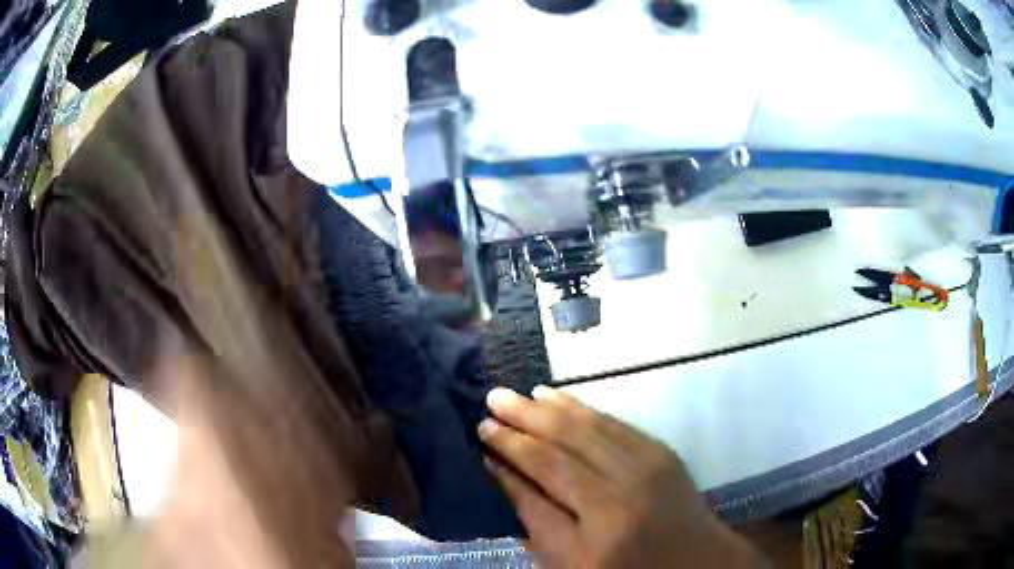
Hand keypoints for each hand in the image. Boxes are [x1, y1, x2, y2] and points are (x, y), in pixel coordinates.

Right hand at [479, 386, 766, 568]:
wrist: (695, 561)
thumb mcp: (570, 563)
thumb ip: (536, 520)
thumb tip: (502, 474)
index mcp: (597, 533)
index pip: (542, 481)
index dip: (510, 454)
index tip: (481, 436)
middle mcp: (623, 494)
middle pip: (562, 448)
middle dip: (521, 423)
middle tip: (490, 402)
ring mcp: (648, 467)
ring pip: (586, 427)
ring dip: (546, 409)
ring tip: (513, 395)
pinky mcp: (661, 452)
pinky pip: (614, 422)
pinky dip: (580, 408)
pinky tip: (556, 398)